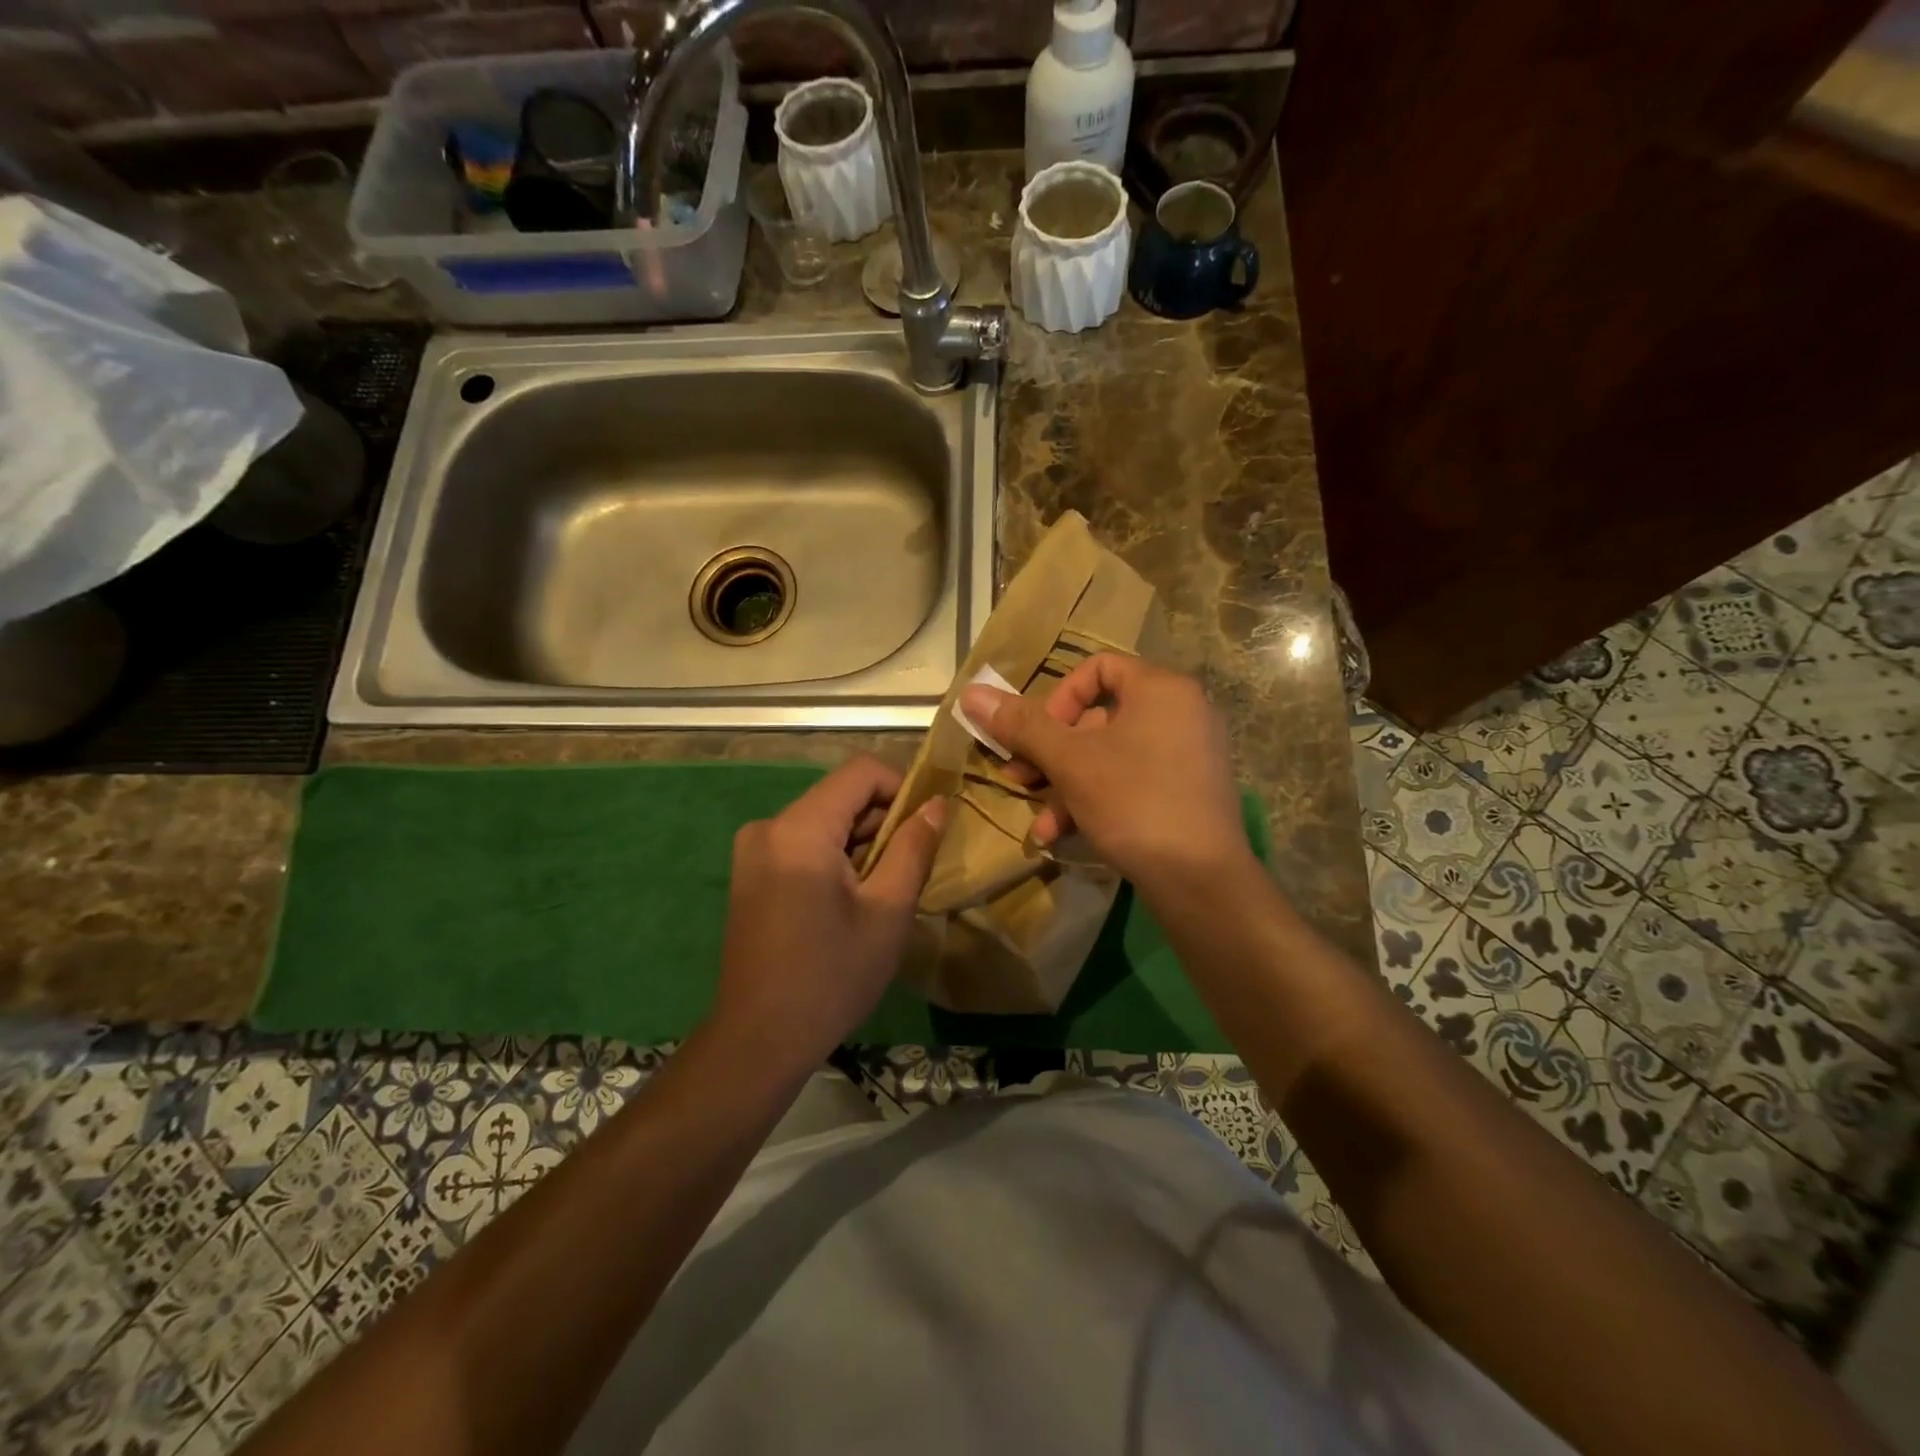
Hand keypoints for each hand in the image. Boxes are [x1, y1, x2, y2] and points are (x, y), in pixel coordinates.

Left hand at [710, 757, 945, 1078]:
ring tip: (884, 890)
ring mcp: (754, 849)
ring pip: (824, 819)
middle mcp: (769, 826)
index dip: (902, 788)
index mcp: (800, 829)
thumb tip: (936, 804)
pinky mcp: (750, 872)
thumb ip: (914, 847)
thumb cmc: (832, 977)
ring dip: (861, 842)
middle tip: (911, 867)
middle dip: (882, 821)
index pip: (860, 772)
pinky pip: (804, 842)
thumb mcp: (888, 911)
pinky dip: (835, 856)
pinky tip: (851, 900)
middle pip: (840, 795)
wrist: (759, 1039)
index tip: (925, 828)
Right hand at [958, 655, 1247, 893]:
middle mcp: (1181, 712)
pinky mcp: (1187, 792)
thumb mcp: (1070, 762)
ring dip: (1065, 785)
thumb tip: (971, 693)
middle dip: (1050, 752)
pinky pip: (1132, 780)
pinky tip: (1061, 835)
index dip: (1056, 699)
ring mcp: (1188, 754)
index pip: (1097, 669)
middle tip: (1019, 778)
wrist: (1201, 881)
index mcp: (1161, 689)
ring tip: (1038, 820)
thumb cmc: (1134, 802)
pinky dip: (1095, 800)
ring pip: (1110, 755)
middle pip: (1099, 717)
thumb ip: (1021, 725)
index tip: (1034, 736)